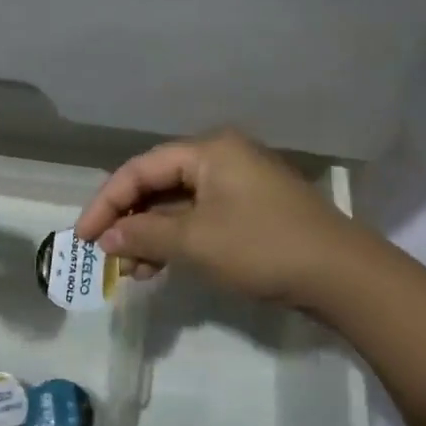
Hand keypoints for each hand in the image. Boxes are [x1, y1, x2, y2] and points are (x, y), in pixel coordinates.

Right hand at [74, 129, 382, 307]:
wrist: (342, 275)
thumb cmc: (262, 247)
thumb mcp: (196, 242)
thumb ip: (145, 235)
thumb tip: (107, 238)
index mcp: (208, 150)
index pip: (140, 169)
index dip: (106, 202)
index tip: (83, 237)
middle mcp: (221, 157)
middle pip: (158, 183)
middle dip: (129, 220)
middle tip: (106, 254)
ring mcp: (239, 183)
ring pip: (178, 204)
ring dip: (151, 234)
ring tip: (133, 271)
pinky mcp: (251, 209)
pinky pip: (200, 217)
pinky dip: (177, 239)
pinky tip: (162, 267)